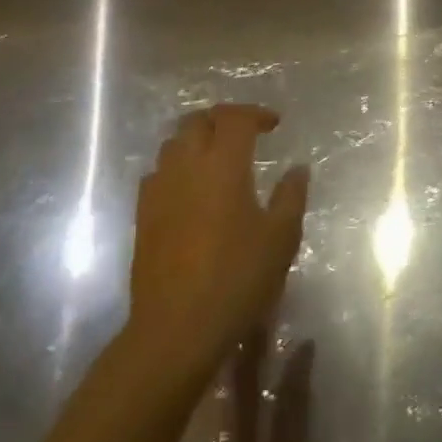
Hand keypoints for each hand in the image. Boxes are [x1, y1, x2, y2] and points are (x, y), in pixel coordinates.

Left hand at [130, 105, 309, 381]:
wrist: (176, 328)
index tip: (274, 124)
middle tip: (245, 134)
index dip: (256, 113)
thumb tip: (298, 168)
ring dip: (197, 138)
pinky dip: (177, 166)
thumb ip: (291, 196)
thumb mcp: (280, 239)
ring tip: (218, 157)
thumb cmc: (236, 279)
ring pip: (173, 142)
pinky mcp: (143, 213)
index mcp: (223, 165)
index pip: (235, 118)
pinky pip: (158, 172)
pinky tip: (191, 188)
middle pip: (198, 120)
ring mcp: (159, 189)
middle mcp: (187, 166)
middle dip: (223, 119)